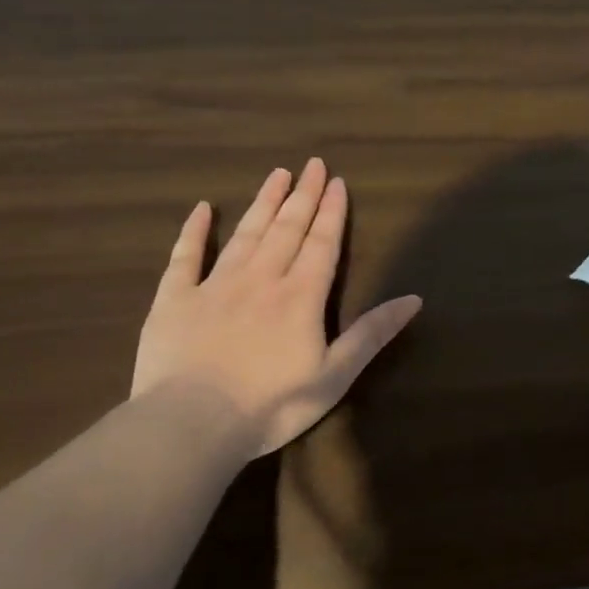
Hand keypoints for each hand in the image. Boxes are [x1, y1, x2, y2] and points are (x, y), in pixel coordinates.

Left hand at [131, 159, 421, 453]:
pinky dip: (194, 231)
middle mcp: (261, 279)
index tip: (337, 182)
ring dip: (263, 203)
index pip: (321, 244)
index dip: (331, 213)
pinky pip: (185, 257)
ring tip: (277, 174)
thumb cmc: (273, 405)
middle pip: (286, 229)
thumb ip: (372, 334)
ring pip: (245, 234)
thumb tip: (414, 299)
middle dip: (303, 196)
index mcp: (300, 296)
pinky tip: (203, 209)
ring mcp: (214, 286)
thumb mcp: (335, 375)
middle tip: (312, 164)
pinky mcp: (174, 300)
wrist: (192, 424)